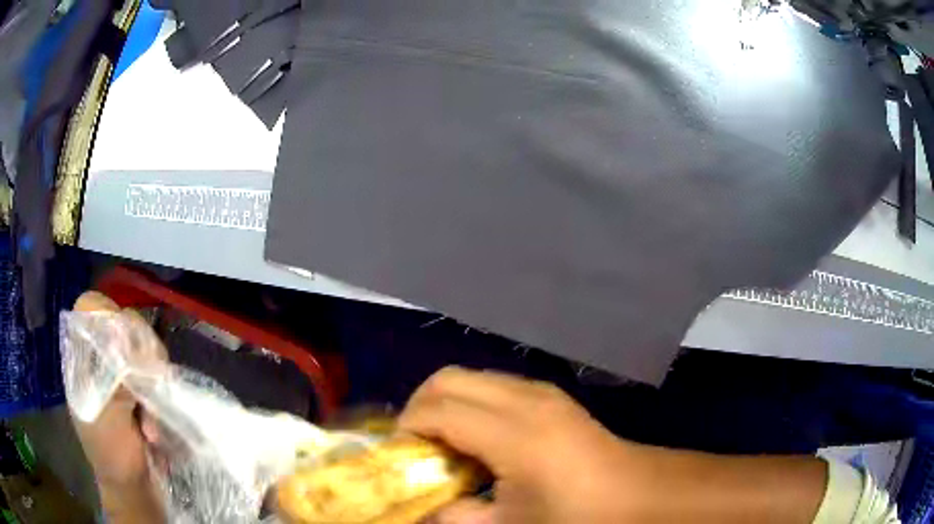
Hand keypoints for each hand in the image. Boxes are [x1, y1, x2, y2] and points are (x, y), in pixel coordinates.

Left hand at [70, 291, 165, 523]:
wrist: (134, 489)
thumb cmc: (113, 455)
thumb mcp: (107, 418)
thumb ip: (114, 379)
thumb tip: (129, 342)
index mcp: (82, 361)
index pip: (89, 310)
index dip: (108, 315)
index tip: (126, 345)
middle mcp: (100, 359)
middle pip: (122, 323)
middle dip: (139, 349)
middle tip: (148, 380)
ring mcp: (122, 374)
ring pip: (142, 345)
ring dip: (153, 373)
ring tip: (151, 411)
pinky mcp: (141, 388)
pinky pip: (155, 370)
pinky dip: (161, 387)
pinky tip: (156, 416)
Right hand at [399, 367, 635, 523]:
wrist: (636, 494)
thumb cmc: (576, 516)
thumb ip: (454, 517)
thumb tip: (422, 506)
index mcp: (514, 435)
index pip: (438, 411)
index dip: (407, 429)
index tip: (398, 457)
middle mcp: (525, 400)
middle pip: (448, 379)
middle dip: (419, 407)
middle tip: (416, 447)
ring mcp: (541, 391)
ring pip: (471, 377)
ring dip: (446, 402)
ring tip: (445, 443)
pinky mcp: (551, 394)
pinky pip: (494, 385)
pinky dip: (471, 402)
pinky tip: (480, 439)